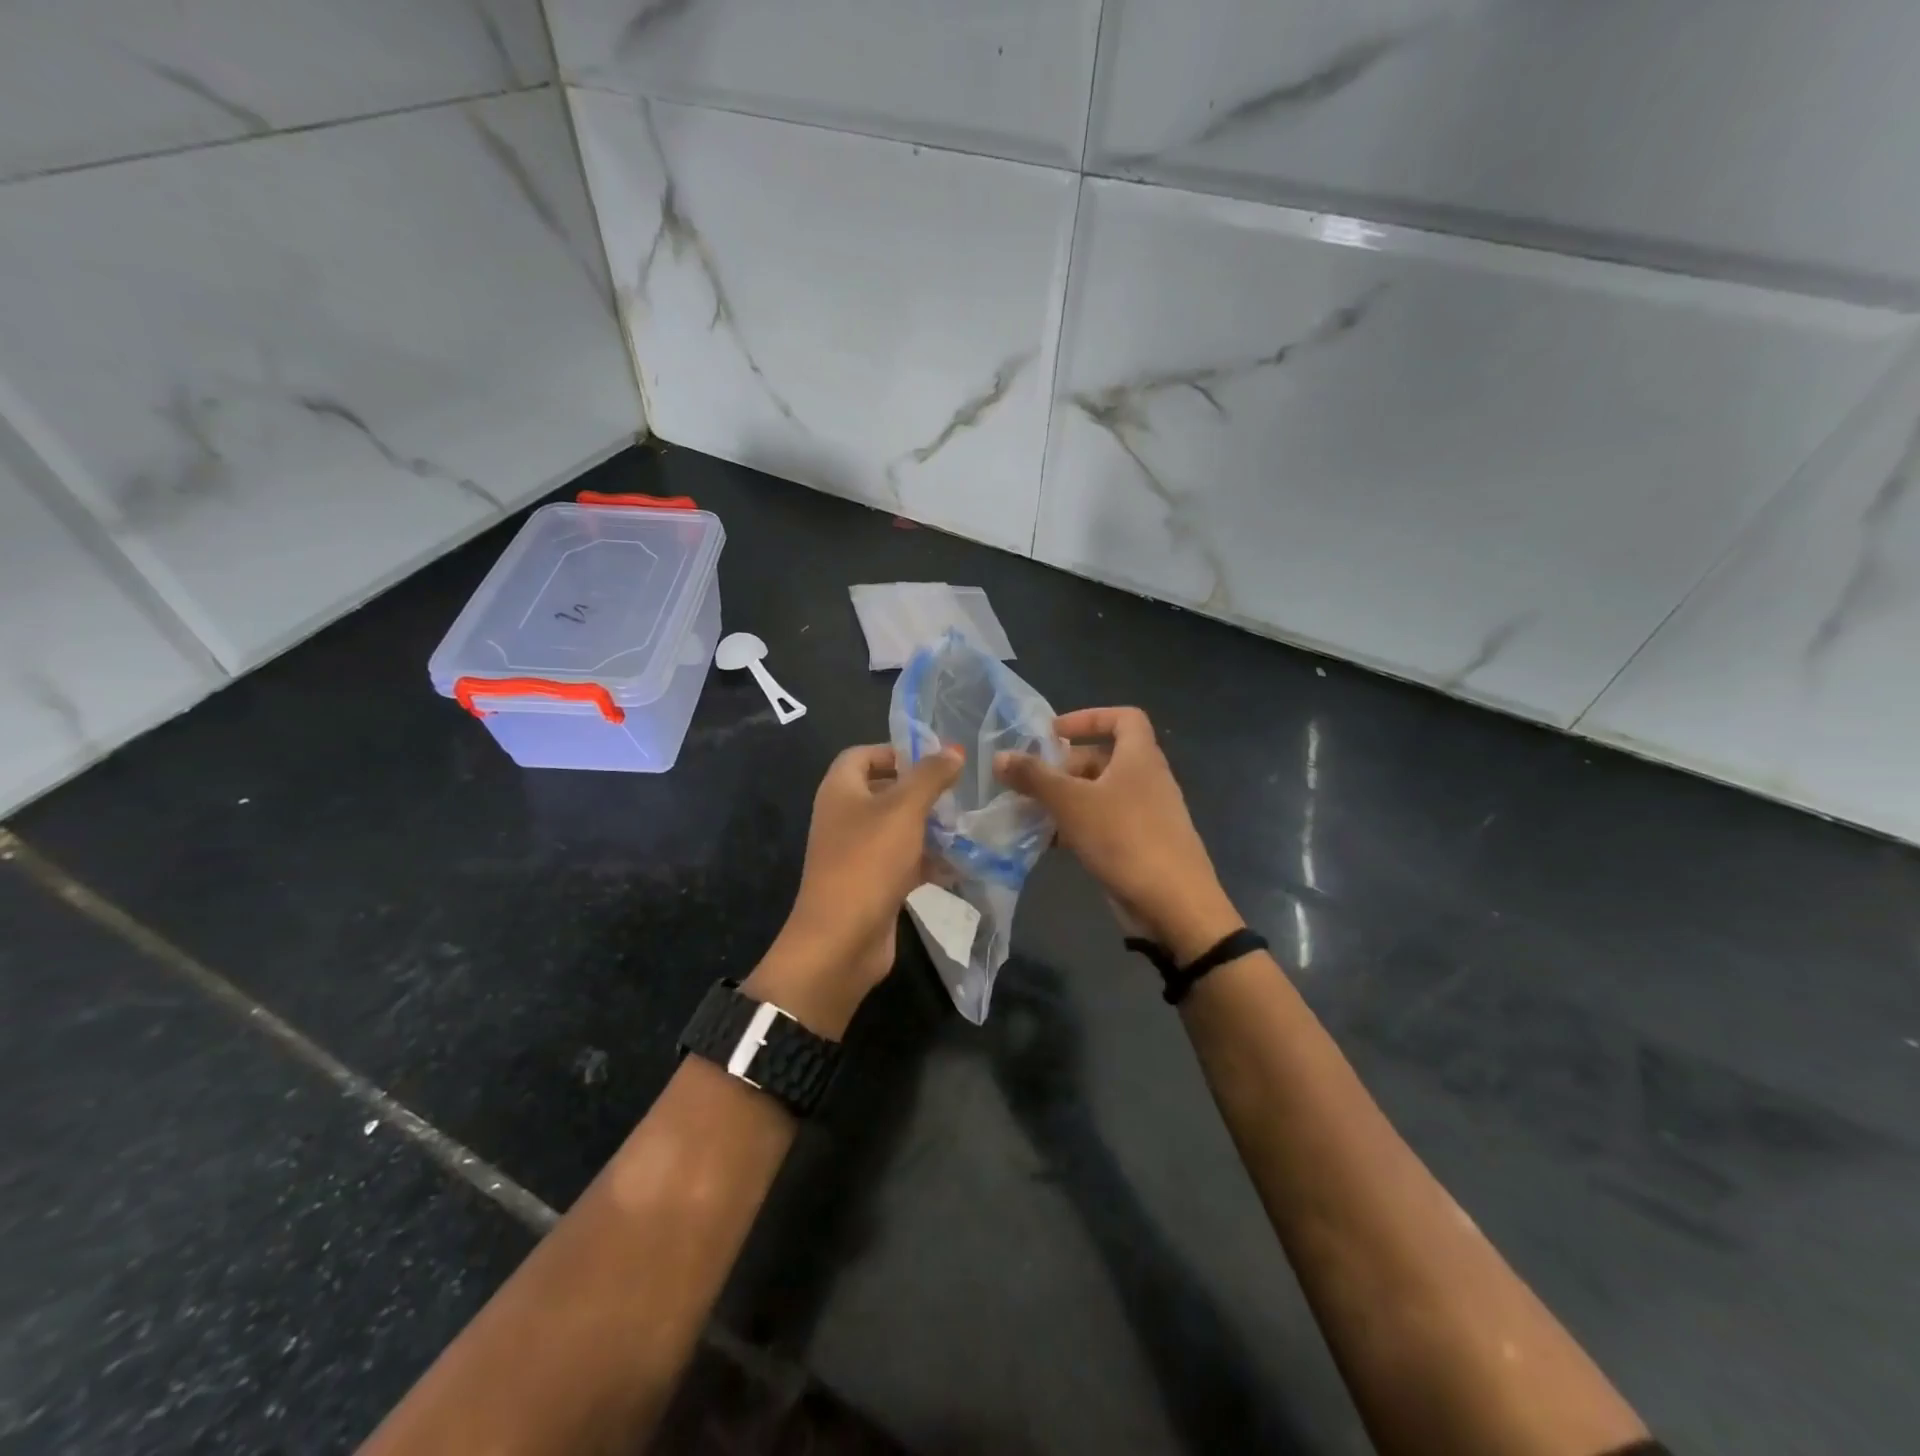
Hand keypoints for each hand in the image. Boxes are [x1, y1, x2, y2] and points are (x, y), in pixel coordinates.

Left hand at [750, 742, 963, 1035]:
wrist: (841, 939)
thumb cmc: (868, 861)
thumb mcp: (904, 809)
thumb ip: (930, 776)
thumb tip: (952, 750)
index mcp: (840, 790)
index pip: (862, 754)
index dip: (895, 751)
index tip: (933, 759)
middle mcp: (844, 817)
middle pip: (883, 791)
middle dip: (920, 791)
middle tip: (957, 792)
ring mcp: (856, 853)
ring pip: (897, 829)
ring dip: (929, 827)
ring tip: (965, 826)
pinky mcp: (872, 884)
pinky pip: (902, 862)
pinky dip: (927, 861)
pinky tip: (959, 865)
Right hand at [995, 707, 1239, 961]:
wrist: (1174, 904)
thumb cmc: (1124, 838)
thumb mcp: (1071, 802)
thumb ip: (1034, 777)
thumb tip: (1000, 756)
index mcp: (1140, 757)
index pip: (1124, 717)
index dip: (1089, 717)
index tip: (1054, 732)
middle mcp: (1146, 779)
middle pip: (1103, 758)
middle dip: (1065, 766)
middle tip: (1030, 780)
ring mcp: (1145, 814)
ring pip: (1100, 794)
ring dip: (1066, 799)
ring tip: (1030, 811)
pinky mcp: (1140, 844)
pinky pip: (1104, 823)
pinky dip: (1077, 826)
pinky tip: (1050, 843)